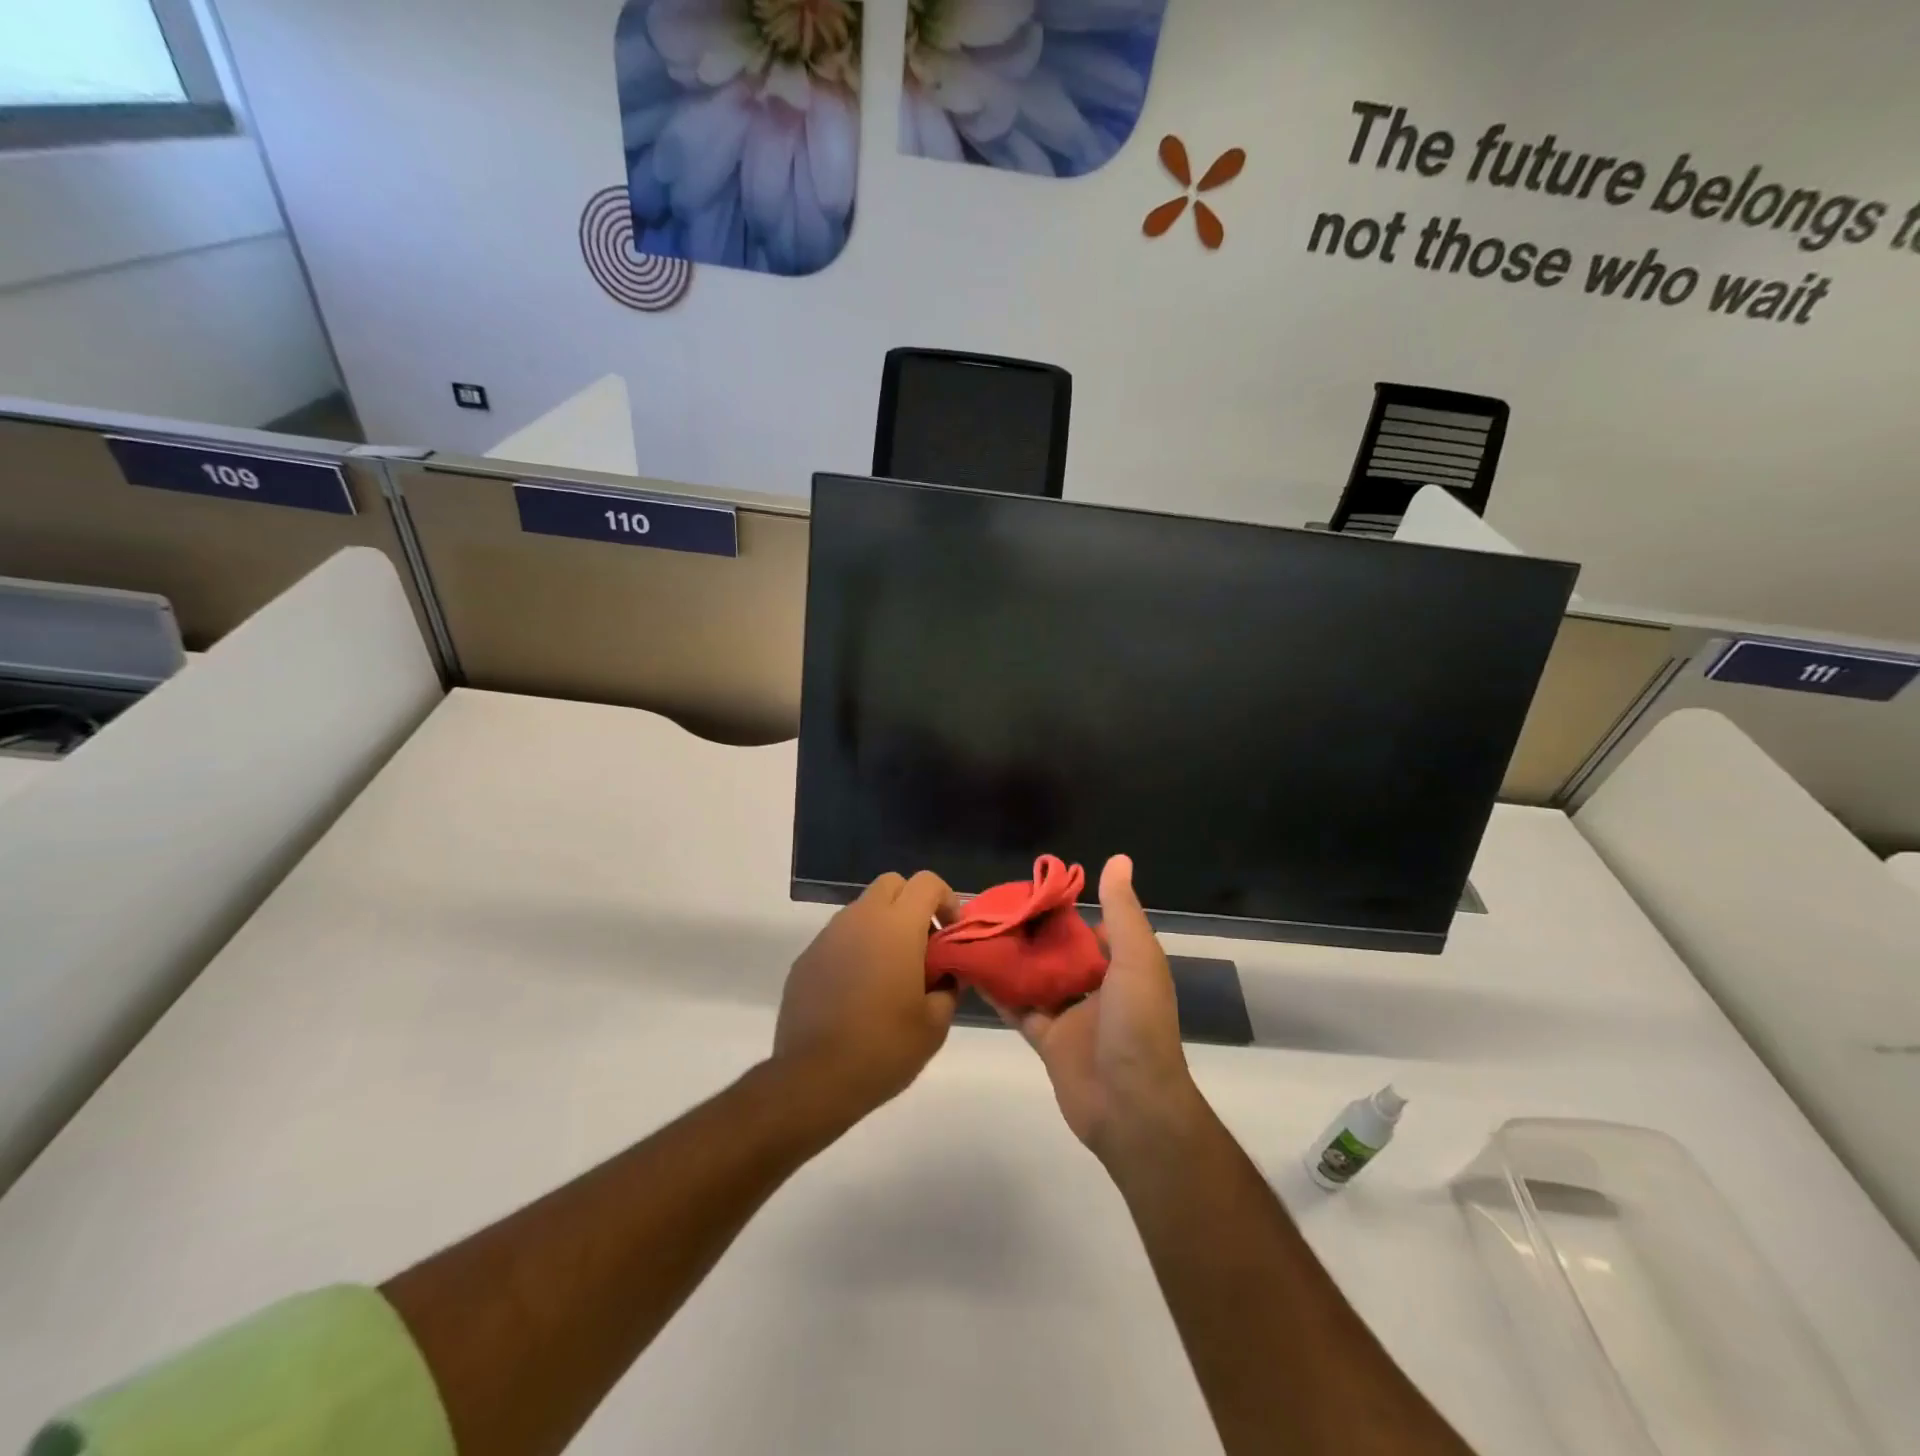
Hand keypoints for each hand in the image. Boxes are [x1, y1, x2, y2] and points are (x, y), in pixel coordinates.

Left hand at [772, 871, 961, 1126]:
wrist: (814, 1079)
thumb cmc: (884, 1048)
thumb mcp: (935, 1024)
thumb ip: (948, 987)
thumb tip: (945, 974)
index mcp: (897, 926)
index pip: (927, 882)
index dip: (946, 900)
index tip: (950, 934)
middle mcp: (860, 919)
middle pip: (891, 884)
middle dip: (912, 904)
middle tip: (922, 946)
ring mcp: (828, 936)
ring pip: (862, 909)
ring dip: (882, 926)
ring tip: (890, 972)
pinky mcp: (806, 958)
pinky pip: (839, 938)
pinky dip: (855, 949)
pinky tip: (857, 991)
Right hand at [994, 856, 1202, 1159]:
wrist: (1131, 1108)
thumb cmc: (1137, 1026)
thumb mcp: (1136, 959)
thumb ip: (1122, 911)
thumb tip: (1118, 858)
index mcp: (1122, 966)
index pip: (1090, 927)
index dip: (1063, 908)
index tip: (1030, 888)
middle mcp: (1097, 988)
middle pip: (1058, 952)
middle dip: (1031, 932)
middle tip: (992, 907)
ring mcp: (1072, 1016)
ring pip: (1036, 979)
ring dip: (1012, 959)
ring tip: (976, 931)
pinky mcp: (1048, 1042)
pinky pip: (1020, 1010)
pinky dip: (999, 993)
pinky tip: (972, 971)